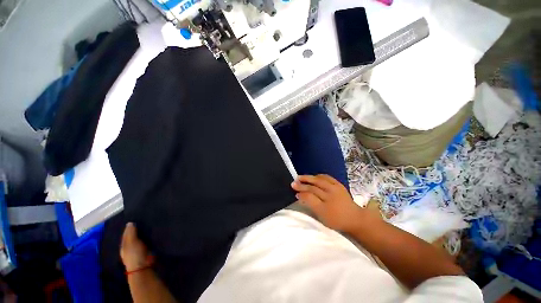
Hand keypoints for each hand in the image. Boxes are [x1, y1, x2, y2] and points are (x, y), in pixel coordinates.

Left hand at [120, 222, 152, 271]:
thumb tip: (130, 223)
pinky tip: (151, 233)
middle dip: (136, 230)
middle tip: (142, 220)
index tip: (135, 219)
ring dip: (143, 234)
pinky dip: (148, 237)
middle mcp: (129, 247)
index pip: (126, 234)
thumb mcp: (131, 242)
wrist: (143, 267)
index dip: (129, 228)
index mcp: (124, 245)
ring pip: (140, 239)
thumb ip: (131, 233)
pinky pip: (146, 241)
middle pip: (132, 236)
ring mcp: (137, 250)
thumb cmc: (134, 254)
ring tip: (148, 225)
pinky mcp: (146, 250)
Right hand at [291, 175, 377, 233]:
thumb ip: (310, 205)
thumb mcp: (322, 216)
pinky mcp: (339, 185)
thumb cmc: (337, 220)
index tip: (294, 191)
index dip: (301, 192)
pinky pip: (327, 177)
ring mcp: (335, 188)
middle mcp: (330, 194)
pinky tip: (314, 176)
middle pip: (313, 186)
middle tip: (294, 181)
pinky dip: (319, 176)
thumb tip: (300, 195)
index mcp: (325, 205)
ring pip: (319, 180)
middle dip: (302, 183)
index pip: (309, 195)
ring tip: (301, 177)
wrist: (355, 218)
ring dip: (309, 178)